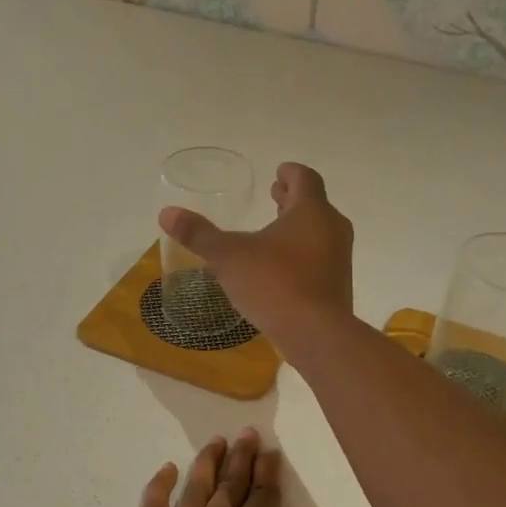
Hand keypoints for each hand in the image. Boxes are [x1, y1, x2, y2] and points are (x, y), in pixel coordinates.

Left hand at [106, 430, 338, 506]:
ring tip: (215, 441)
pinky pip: (153, 504)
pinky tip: (167, 470)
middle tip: (247, 433)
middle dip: (242, 456)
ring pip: (194, 484)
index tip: (271, 451)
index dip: (270, 472)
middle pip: (231, 481)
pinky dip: (160, 483)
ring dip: (206, 460)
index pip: (264, 495)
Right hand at [159, 163, 353, 352]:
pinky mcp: (338, 286)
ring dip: (299, 228)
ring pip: (319, 233)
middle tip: (275, 196)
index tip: (278, 172)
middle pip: (314, 205)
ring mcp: (339, 259)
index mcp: (311, 211)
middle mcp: (332, 229)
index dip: (290, 173)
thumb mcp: (229, 257)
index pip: (305, 179)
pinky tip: (282, 269)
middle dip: (293, 200)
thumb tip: (167, 213)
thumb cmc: (274, 284)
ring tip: (275, 232)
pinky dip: (303, 254)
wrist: (316, 334)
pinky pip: (320, 259)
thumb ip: (199, 234)